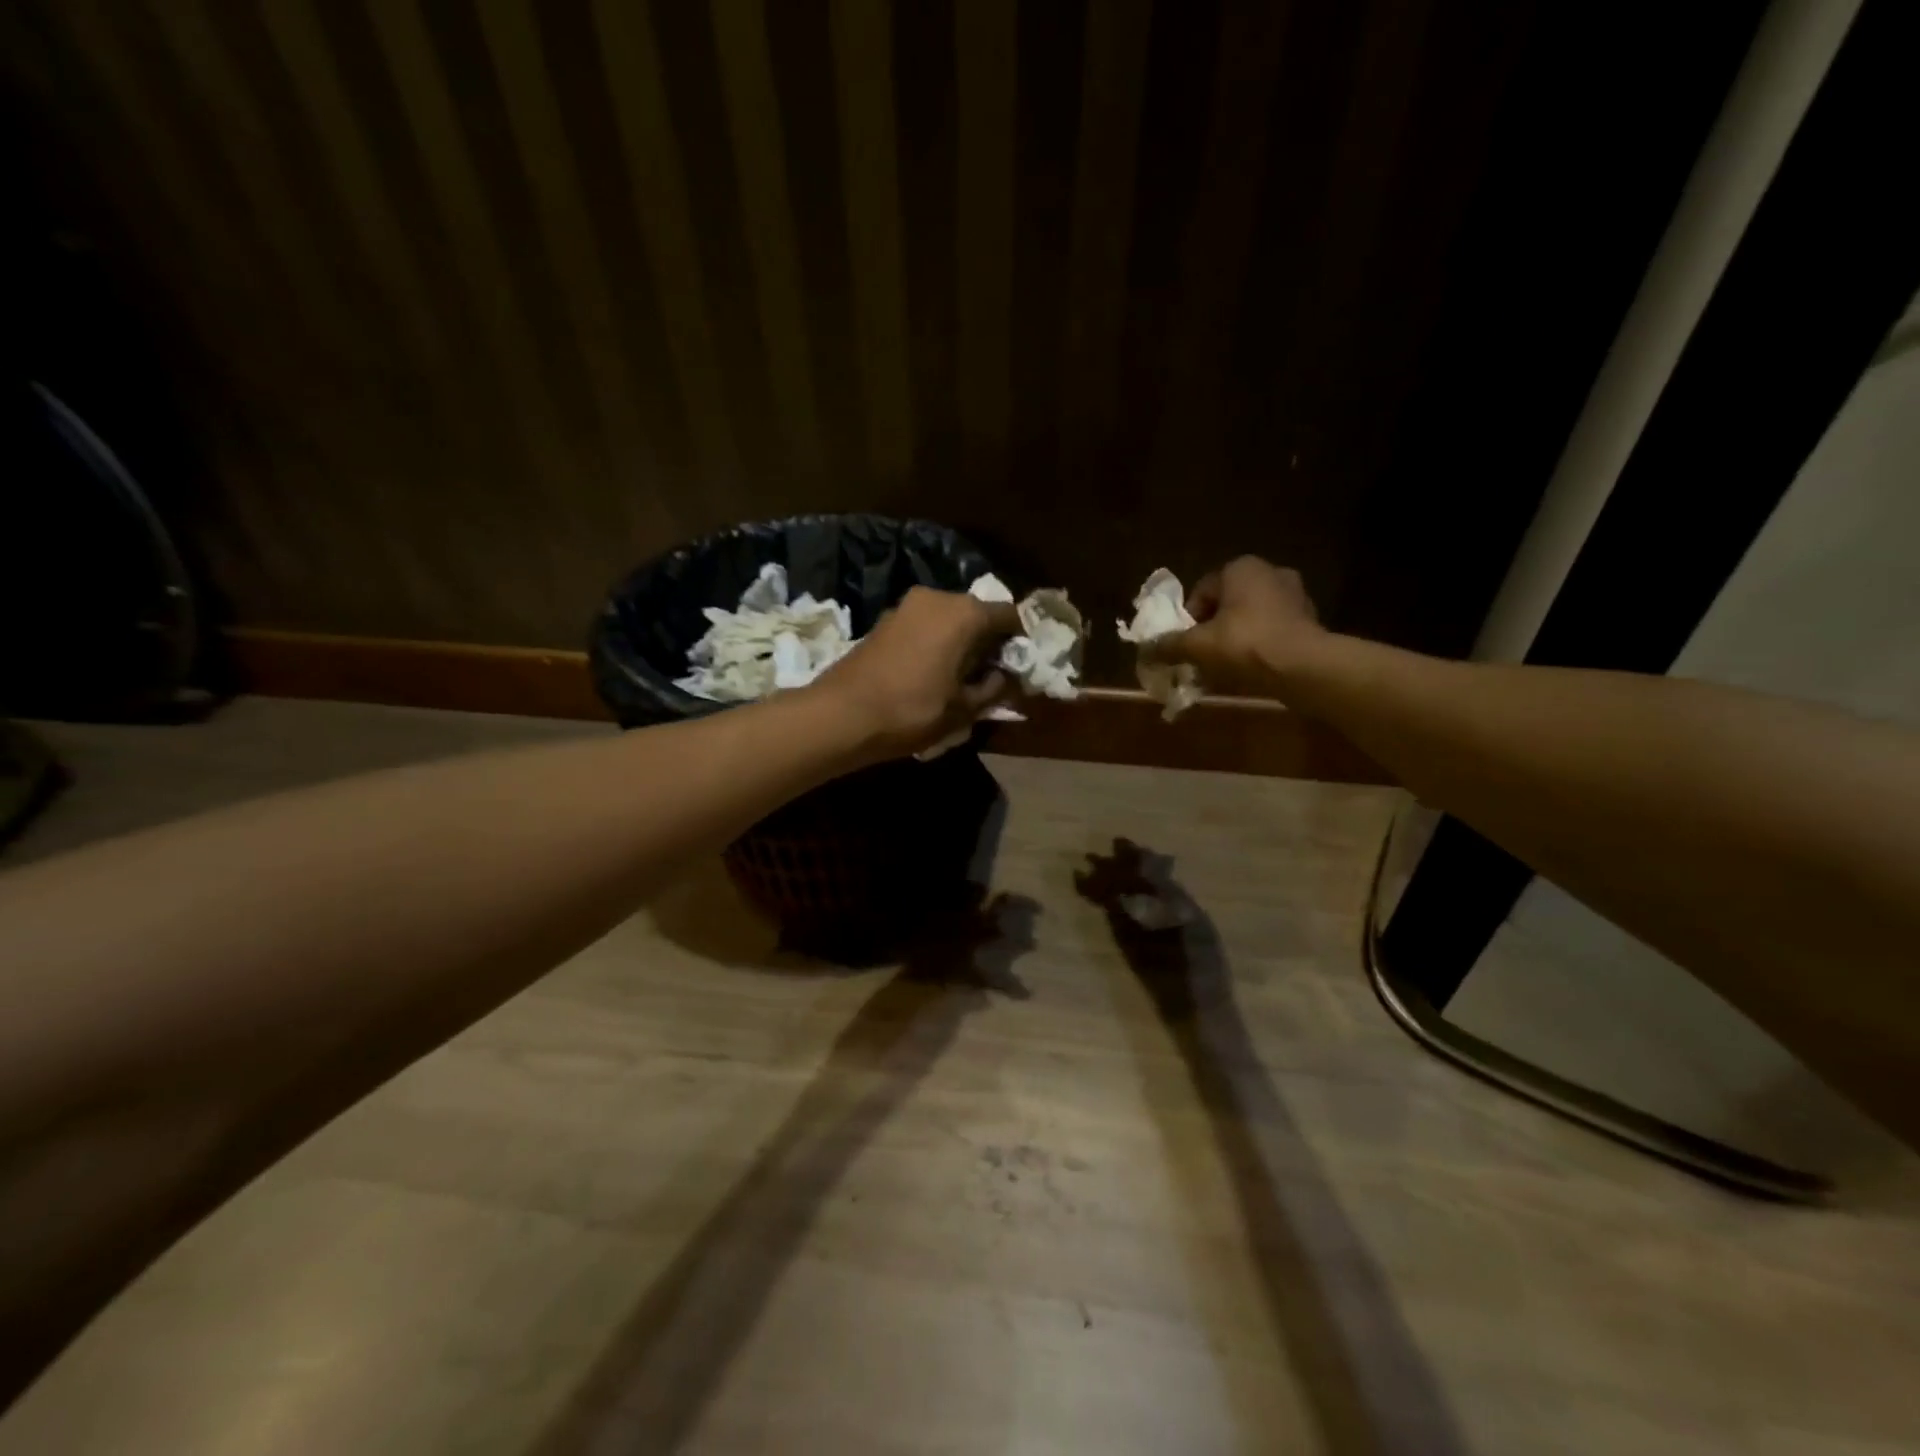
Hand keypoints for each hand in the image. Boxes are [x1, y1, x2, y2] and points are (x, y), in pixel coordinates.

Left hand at [810, 587, 1020, 760]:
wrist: (841, 715)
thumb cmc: (912, 711)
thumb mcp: (964, 709)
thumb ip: (994, 688)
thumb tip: (1007, 676)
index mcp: (964, 613)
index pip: (1010, 615)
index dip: (1022, 639)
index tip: (1025, 664)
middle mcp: (938, 597)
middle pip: (978, 613)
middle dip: (991, 640)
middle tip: (996, 673)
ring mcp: (907, 606)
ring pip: (950, 619)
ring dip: (963, 642)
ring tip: (965, 677)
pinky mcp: (886, 620)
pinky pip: (926, 625)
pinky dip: (938, 642)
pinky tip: (935, 672)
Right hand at [1149, 556, 1323, 695]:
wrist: (1303, 667)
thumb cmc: (1245, 644)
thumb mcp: (1197, 646)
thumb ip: (1169, 645)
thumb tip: (1144, 650)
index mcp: (1241, 567)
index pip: (1202, 590)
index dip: (1188, 620)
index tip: (1186, 644)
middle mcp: (1270, 572)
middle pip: (1227, 603)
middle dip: (1213, 628)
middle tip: (1203, 655)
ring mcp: (1295, 594)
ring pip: (1250, 616)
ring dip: (1236, 637)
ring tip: (1226, 665)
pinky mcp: (1309, 619)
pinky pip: (1272, 629)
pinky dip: (1259, 645)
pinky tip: (1252, 668)